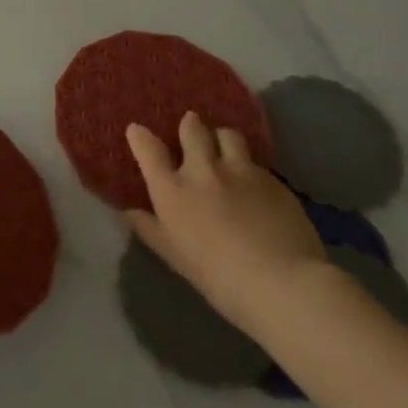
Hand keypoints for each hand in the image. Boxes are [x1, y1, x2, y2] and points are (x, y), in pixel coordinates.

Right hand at [122, 111, 328, 337]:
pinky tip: (254, 186)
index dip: (139, 136)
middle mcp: (203, 170)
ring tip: (224, 149)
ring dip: (221, 138)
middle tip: (190, 128)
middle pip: (192, 129)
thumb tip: (127, 211)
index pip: (148, 148)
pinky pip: (256, 162)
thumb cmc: (215, 274)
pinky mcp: (273, 180)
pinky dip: (249, 167)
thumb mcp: (172, 254)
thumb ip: (148, 227)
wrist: (280, 281)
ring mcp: (240, 171)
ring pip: (227, 135)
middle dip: (189, 126)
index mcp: (172, 188)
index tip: (137, 131)